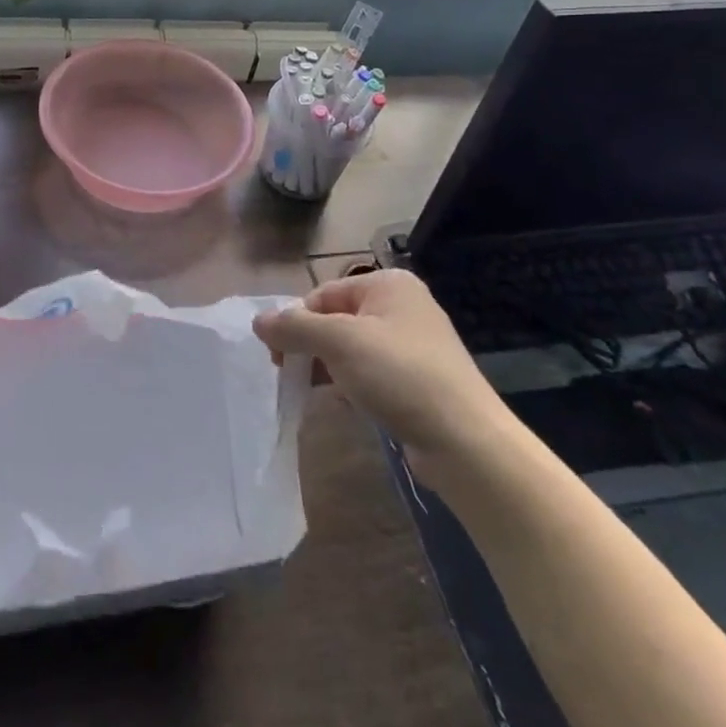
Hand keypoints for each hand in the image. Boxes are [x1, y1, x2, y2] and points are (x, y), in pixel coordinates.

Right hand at [253, 270, 518, 483]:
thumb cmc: (400, 376)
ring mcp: (414, 344)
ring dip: (329, 367)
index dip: (297, 322)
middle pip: (336, 319)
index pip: (323, 294)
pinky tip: (345, 404)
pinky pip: (371, 373)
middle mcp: (403, 306)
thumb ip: (294, 327)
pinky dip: (352, 384)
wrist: (467, 443)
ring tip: (316, 392)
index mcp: (388, 284)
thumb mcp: (339, 343)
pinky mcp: (419, 380)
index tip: (279, 356)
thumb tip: (258, 321)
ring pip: (352, 348)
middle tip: (290, 373)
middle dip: (311, 345)